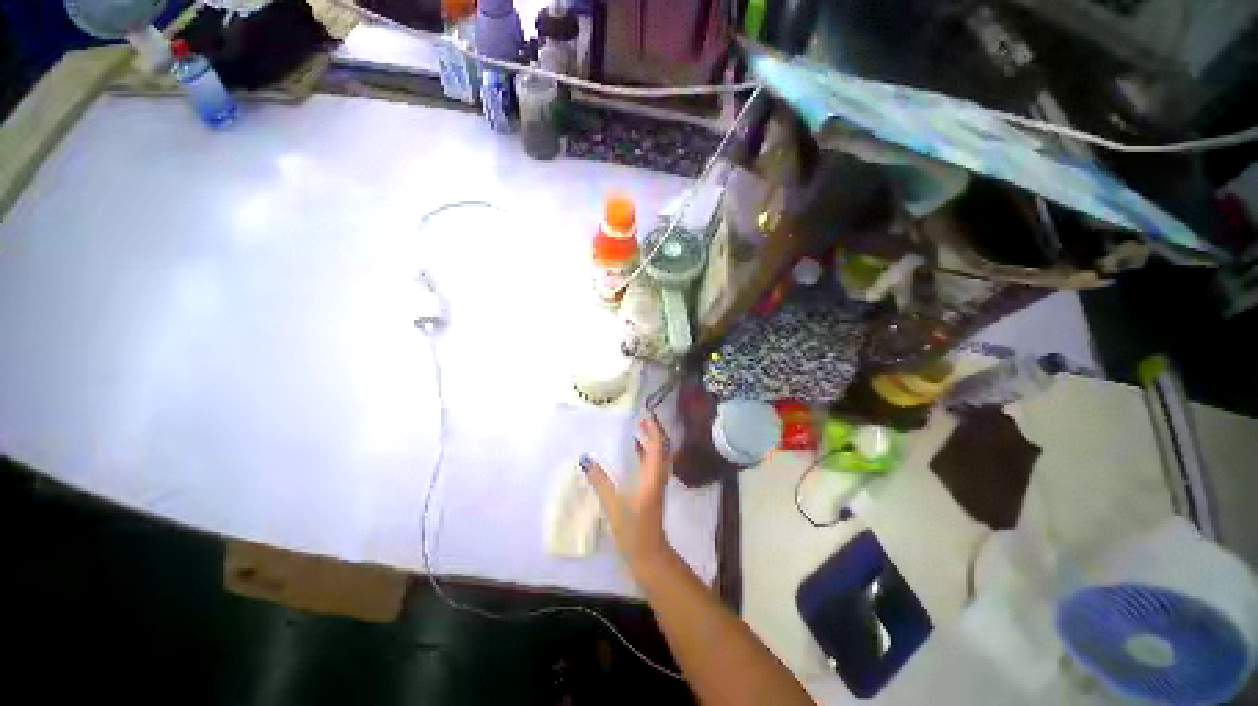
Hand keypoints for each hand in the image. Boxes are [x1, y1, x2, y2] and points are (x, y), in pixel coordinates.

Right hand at [581, 416, 673, 578]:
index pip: (658, 446)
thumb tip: (585, 459)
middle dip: (654, 432)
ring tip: (638, 429)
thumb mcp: (613, 505)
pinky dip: (646, 453)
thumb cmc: (633, 530)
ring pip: (658, 456)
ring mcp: (657, 484)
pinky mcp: (653, 491)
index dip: (654, 430)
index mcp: (652, 477)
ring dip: (651, 441)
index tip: (645, 416)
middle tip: (642, 419)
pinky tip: (634, 452)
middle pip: (662, 448)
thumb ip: (600, 482)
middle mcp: (658, 477)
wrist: (649, 555)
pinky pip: (652, 465)